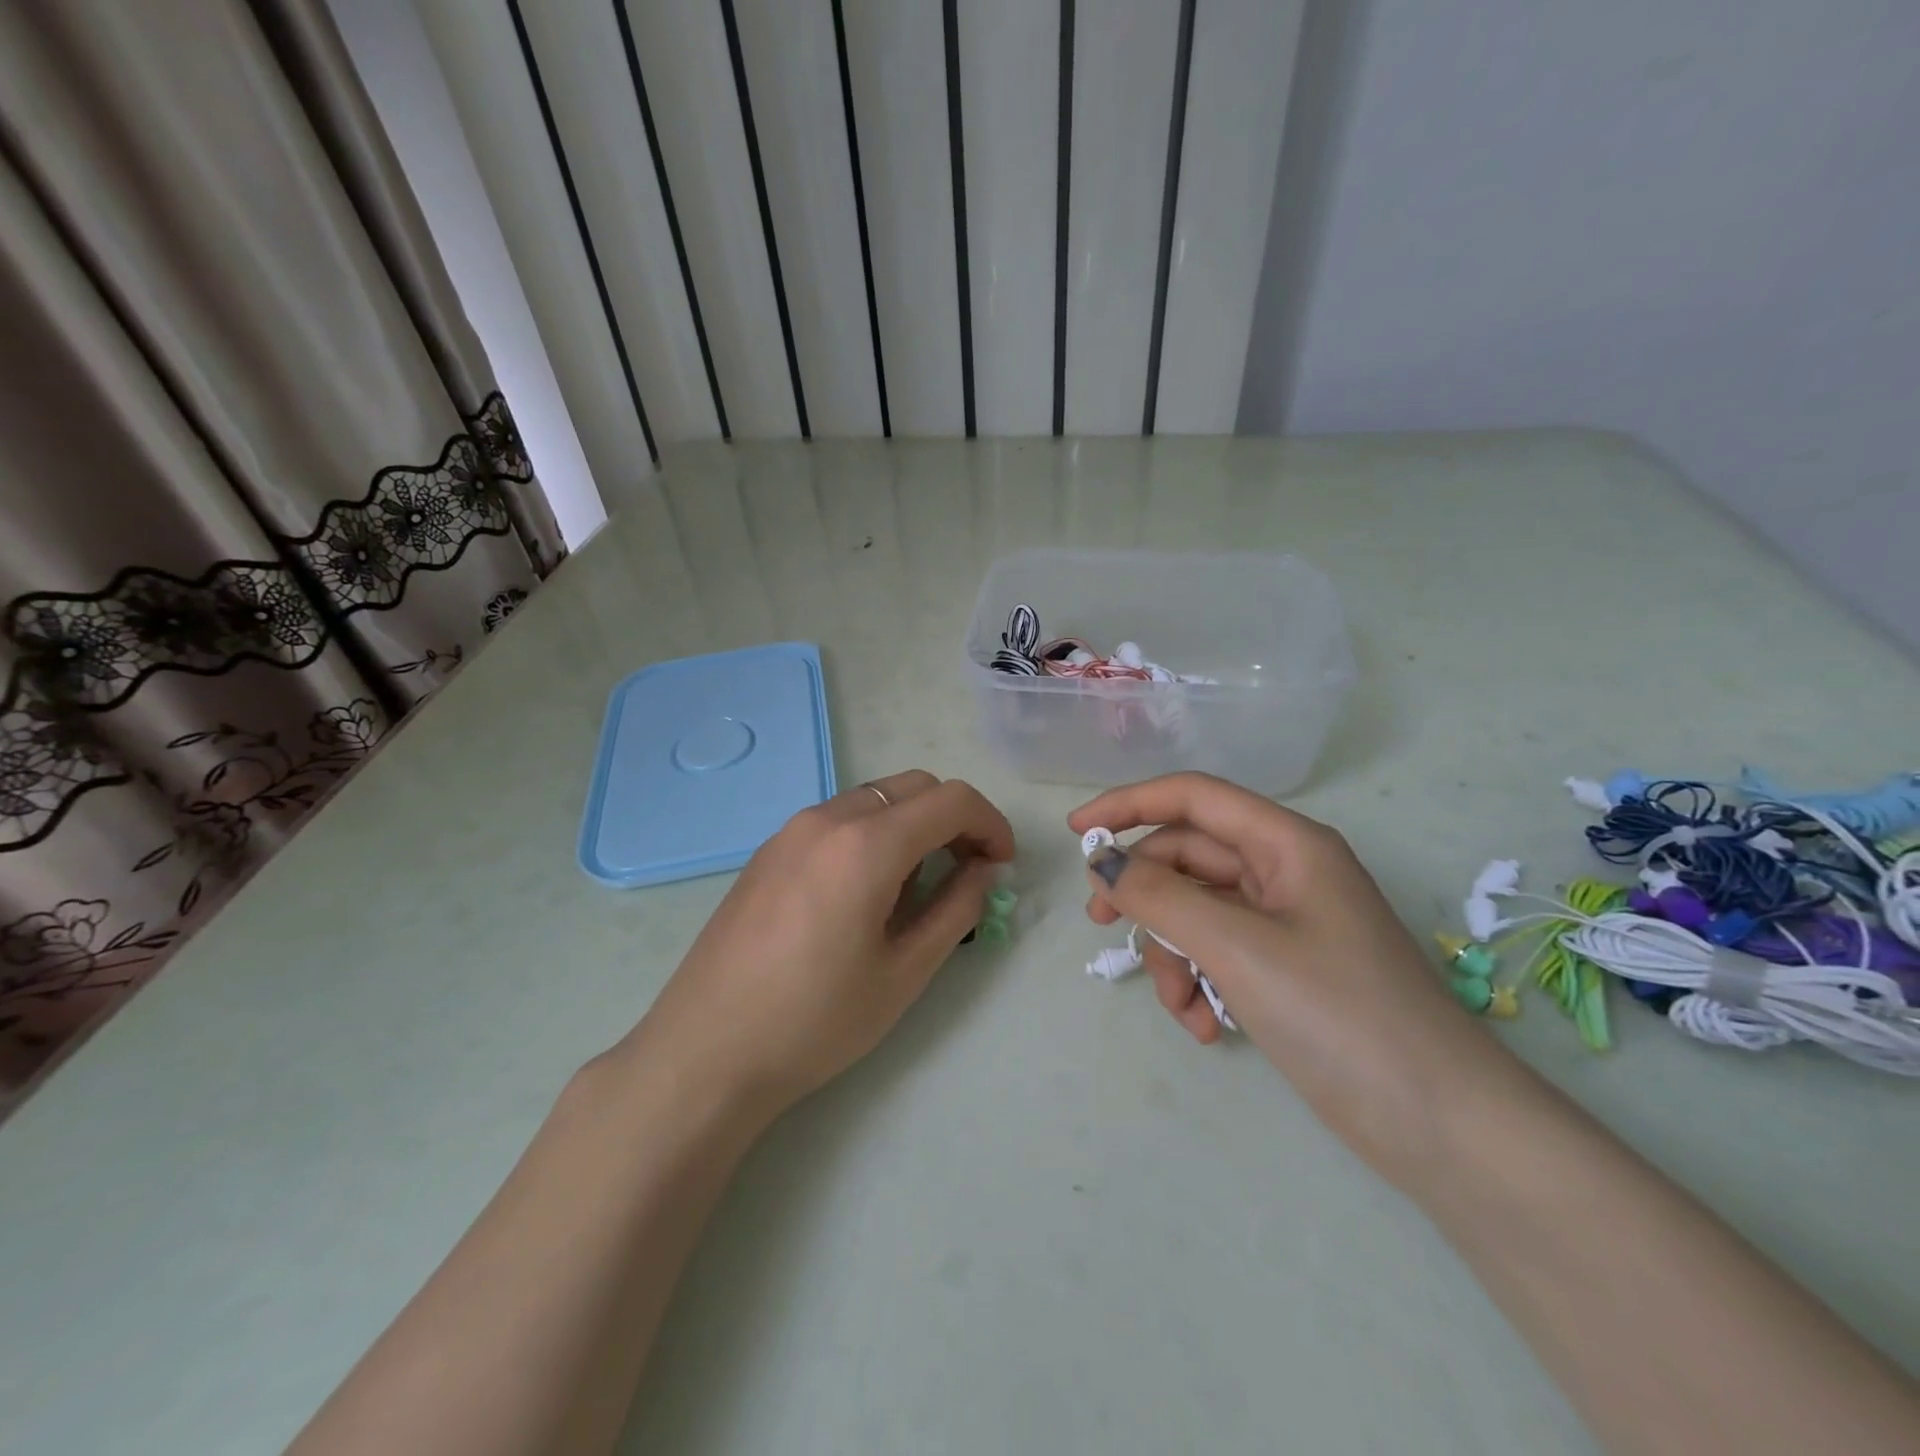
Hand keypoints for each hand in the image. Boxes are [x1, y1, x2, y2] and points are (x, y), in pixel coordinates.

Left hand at [629, 771, 1014, 1120]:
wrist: (706, 1051)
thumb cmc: (815, 1021)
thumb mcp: (904, 972)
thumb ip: (955, 908)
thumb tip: (982, 869)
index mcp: (866, 844)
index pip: (951, 800)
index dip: (990, 823)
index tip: (1002, 863)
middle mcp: (828, 818)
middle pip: (914, 787)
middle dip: (954, 817)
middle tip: (968, 870)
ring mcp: (791, 829)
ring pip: (875, 798)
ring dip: (912, 824)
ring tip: (918, 885)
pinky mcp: (769, 849)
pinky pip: (839, 819)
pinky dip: (874, 833)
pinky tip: (867, 889)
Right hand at [1070, 773, 1517, 1183]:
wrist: (1442, 1127)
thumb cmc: (1340, 1015)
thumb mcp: (1237, 948)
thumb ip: (1160, 896)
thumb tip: (1105, 863)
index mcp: (1287, 844)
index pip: (1192, 797)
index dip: (1128, 805)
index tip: (1075, 833)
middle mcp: (1285, 872)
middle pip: (1189, 857)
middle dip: (1145, 893)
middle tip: (1101, 922)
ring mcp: (1286, 923)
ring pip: (1197, 911)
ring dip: (1174, 954)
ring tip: (1181, 1008)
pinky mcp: (1285, 969)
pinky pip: (1218, 953)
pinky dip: (1200, 983)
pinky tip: (1206, 1027)